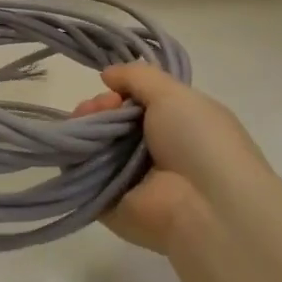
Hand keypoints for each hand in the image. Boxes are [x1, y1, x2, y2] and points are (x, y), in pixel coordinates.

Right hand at [74, 64, 276, 253]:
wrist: (208, 207)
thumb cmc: (200, 142)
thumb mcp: (175, 94)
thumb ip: (138, 76)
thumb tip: (108, 73)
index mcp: (175, 128)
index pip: (136, 105)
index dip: (122, 91)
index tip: (116, 88)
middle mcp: (151, 152)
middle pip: (111, 121)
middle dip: (100, 106)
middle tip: (105, 105)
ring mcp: (127, 178)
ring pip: (93, 143)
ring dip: (85, 123)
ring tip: (87, 118)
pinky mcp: (105, 201)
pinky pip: (80, 172)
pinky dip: (73, 153)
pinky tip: (79, 140)